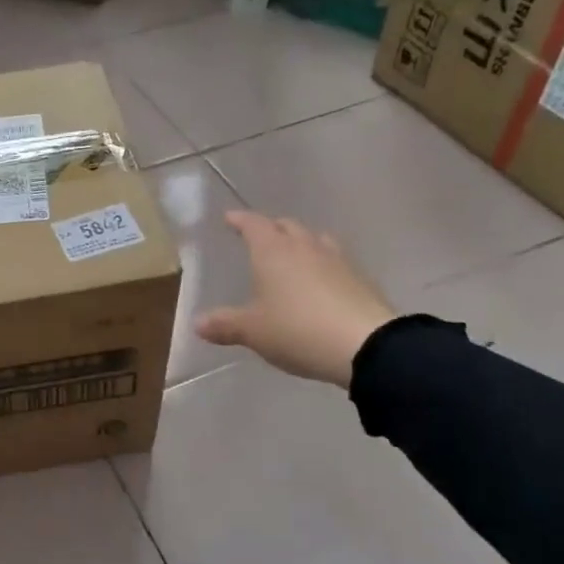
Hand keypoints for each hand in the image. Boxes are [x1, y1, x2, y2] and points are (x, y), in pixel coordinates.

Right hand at [194, 211, 395, 388]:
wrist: (366, 345)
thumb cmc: (297, 329)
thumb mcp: (253, 331)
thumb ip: (225, 324)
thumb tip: (197, 323)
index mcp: (273, 251)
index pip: (254, 225)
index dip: (240, 220)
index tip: (230, 218)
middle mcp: (305, 247)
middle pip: (287, 226)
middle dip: (271, 228)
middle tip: (259, 237)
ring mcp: (337, 260)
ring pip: (315, 239)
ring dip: (300, 242)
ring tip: (292, 254)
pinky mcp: (359, 279)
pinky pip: (334, 261)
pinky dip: (321, 264)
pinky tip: (320, 281)